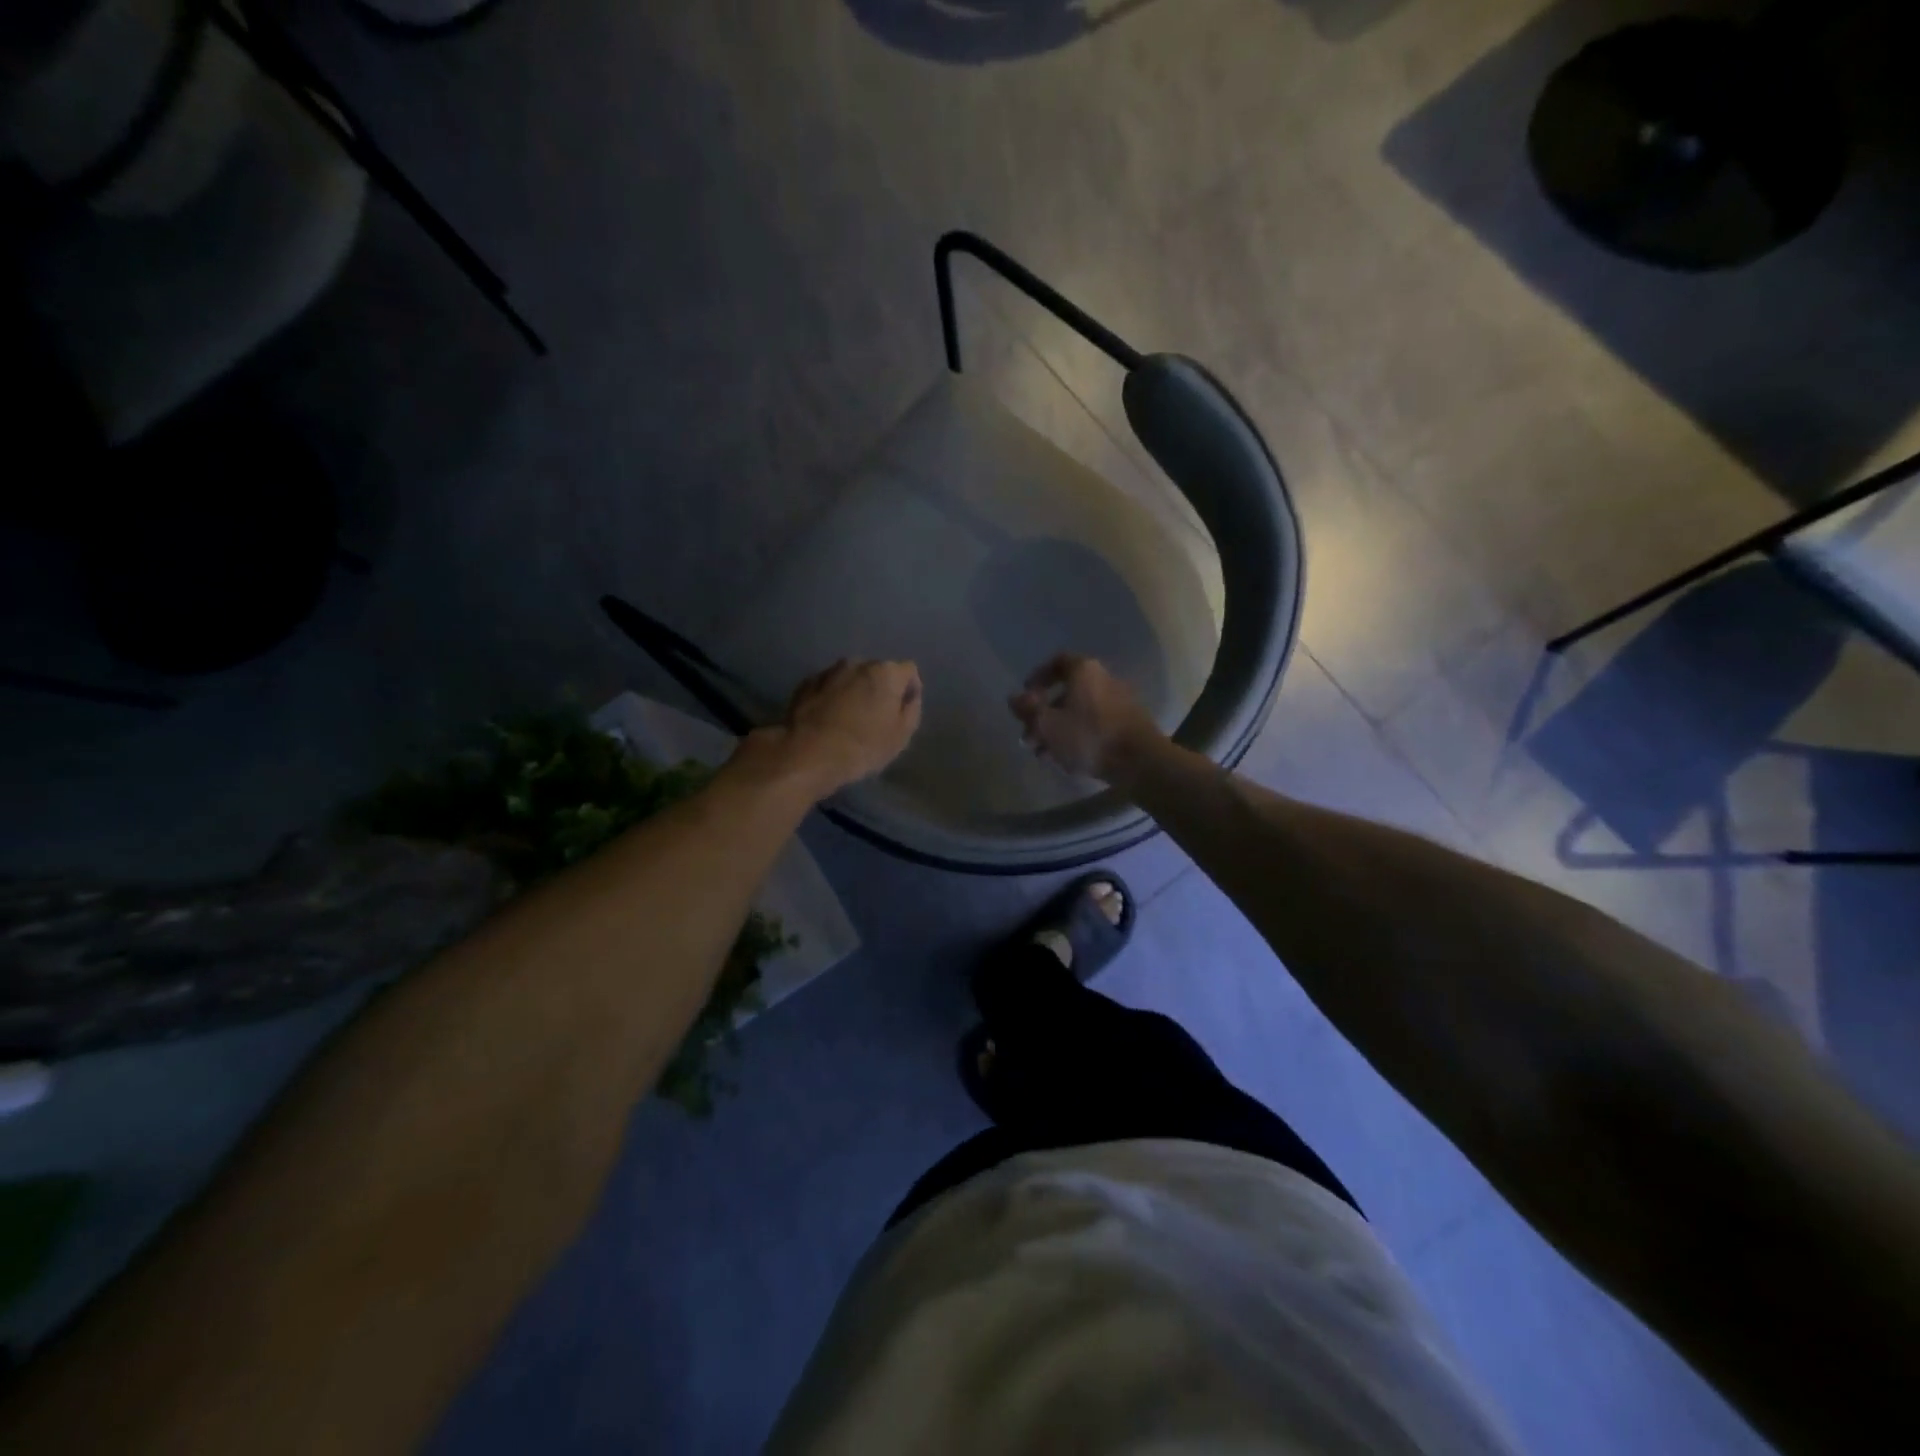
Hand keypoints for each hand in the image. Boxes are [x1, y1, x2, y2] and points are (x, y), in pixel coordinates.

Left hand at [771, 658, 922, 796]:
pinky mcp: (806, 684)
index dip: (910, 690)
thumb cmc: (863, 746)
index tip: (902, 712)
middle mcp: (858, 663)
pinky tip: (828, 720)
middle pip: (878, 672)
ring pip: (851, 678)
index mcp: (886, 673)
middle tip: (876, 718)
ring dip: (854, 692)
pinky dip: (832, 697)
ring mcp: (829, 671)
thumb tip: (909, 697)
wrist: (808, 753)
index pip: (909, 671)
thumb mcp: (901, 735)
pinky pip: (828, 687)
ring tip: (849, 719)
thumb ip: (911, 710)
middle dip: (879, 690)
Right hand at [1008, 654, 1164, 789]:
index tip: (1025, 696)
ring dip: (1058, 729)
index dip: (1037, 677)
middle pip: (1066, 691)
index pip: (1057, 662)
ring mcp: (1119, 701)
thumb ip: (1027, 709)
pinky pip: (1095, 724)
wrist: (1140, 761)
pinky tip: (1067, 758)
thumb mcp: (1048, 725)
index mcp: (1084, 671)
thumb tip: (1013, 697)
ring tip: (1043, 753)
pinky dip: (1077, 735)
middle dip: (1044, 713)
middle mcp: (1104, 679)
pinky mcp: (1128, 723)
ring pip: (1079, 711)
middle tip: (1029, 736)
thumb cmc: (1089, 737)